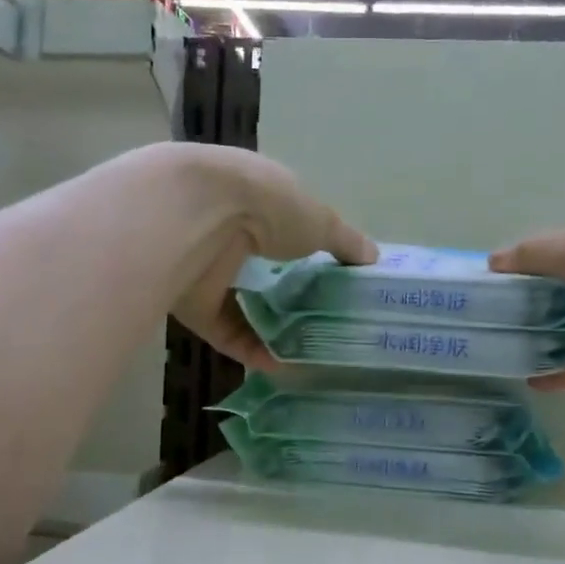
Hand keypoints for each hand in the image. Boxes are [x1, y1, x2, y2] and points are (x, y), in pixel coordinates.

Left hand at [168, 146, 376, 366]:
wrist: (197, 218)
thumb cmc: (266, 205)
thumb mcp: (320, 219)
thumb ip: (346, 241)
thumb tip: (373, 258)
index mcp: (255, 198)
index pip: (282, 226)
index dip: (306, 250)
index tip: (332, 279)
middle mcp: (227, 231)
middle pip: (261, 270)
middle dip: (288, 296)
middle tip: (321, 322)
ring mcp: (206, 268)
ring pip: (240, 304)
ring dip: (270, 329)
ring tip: (305, 351)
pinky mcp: (191, 303)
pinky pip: (224, 331)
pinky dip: (250, 348)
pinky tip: (279, 365)